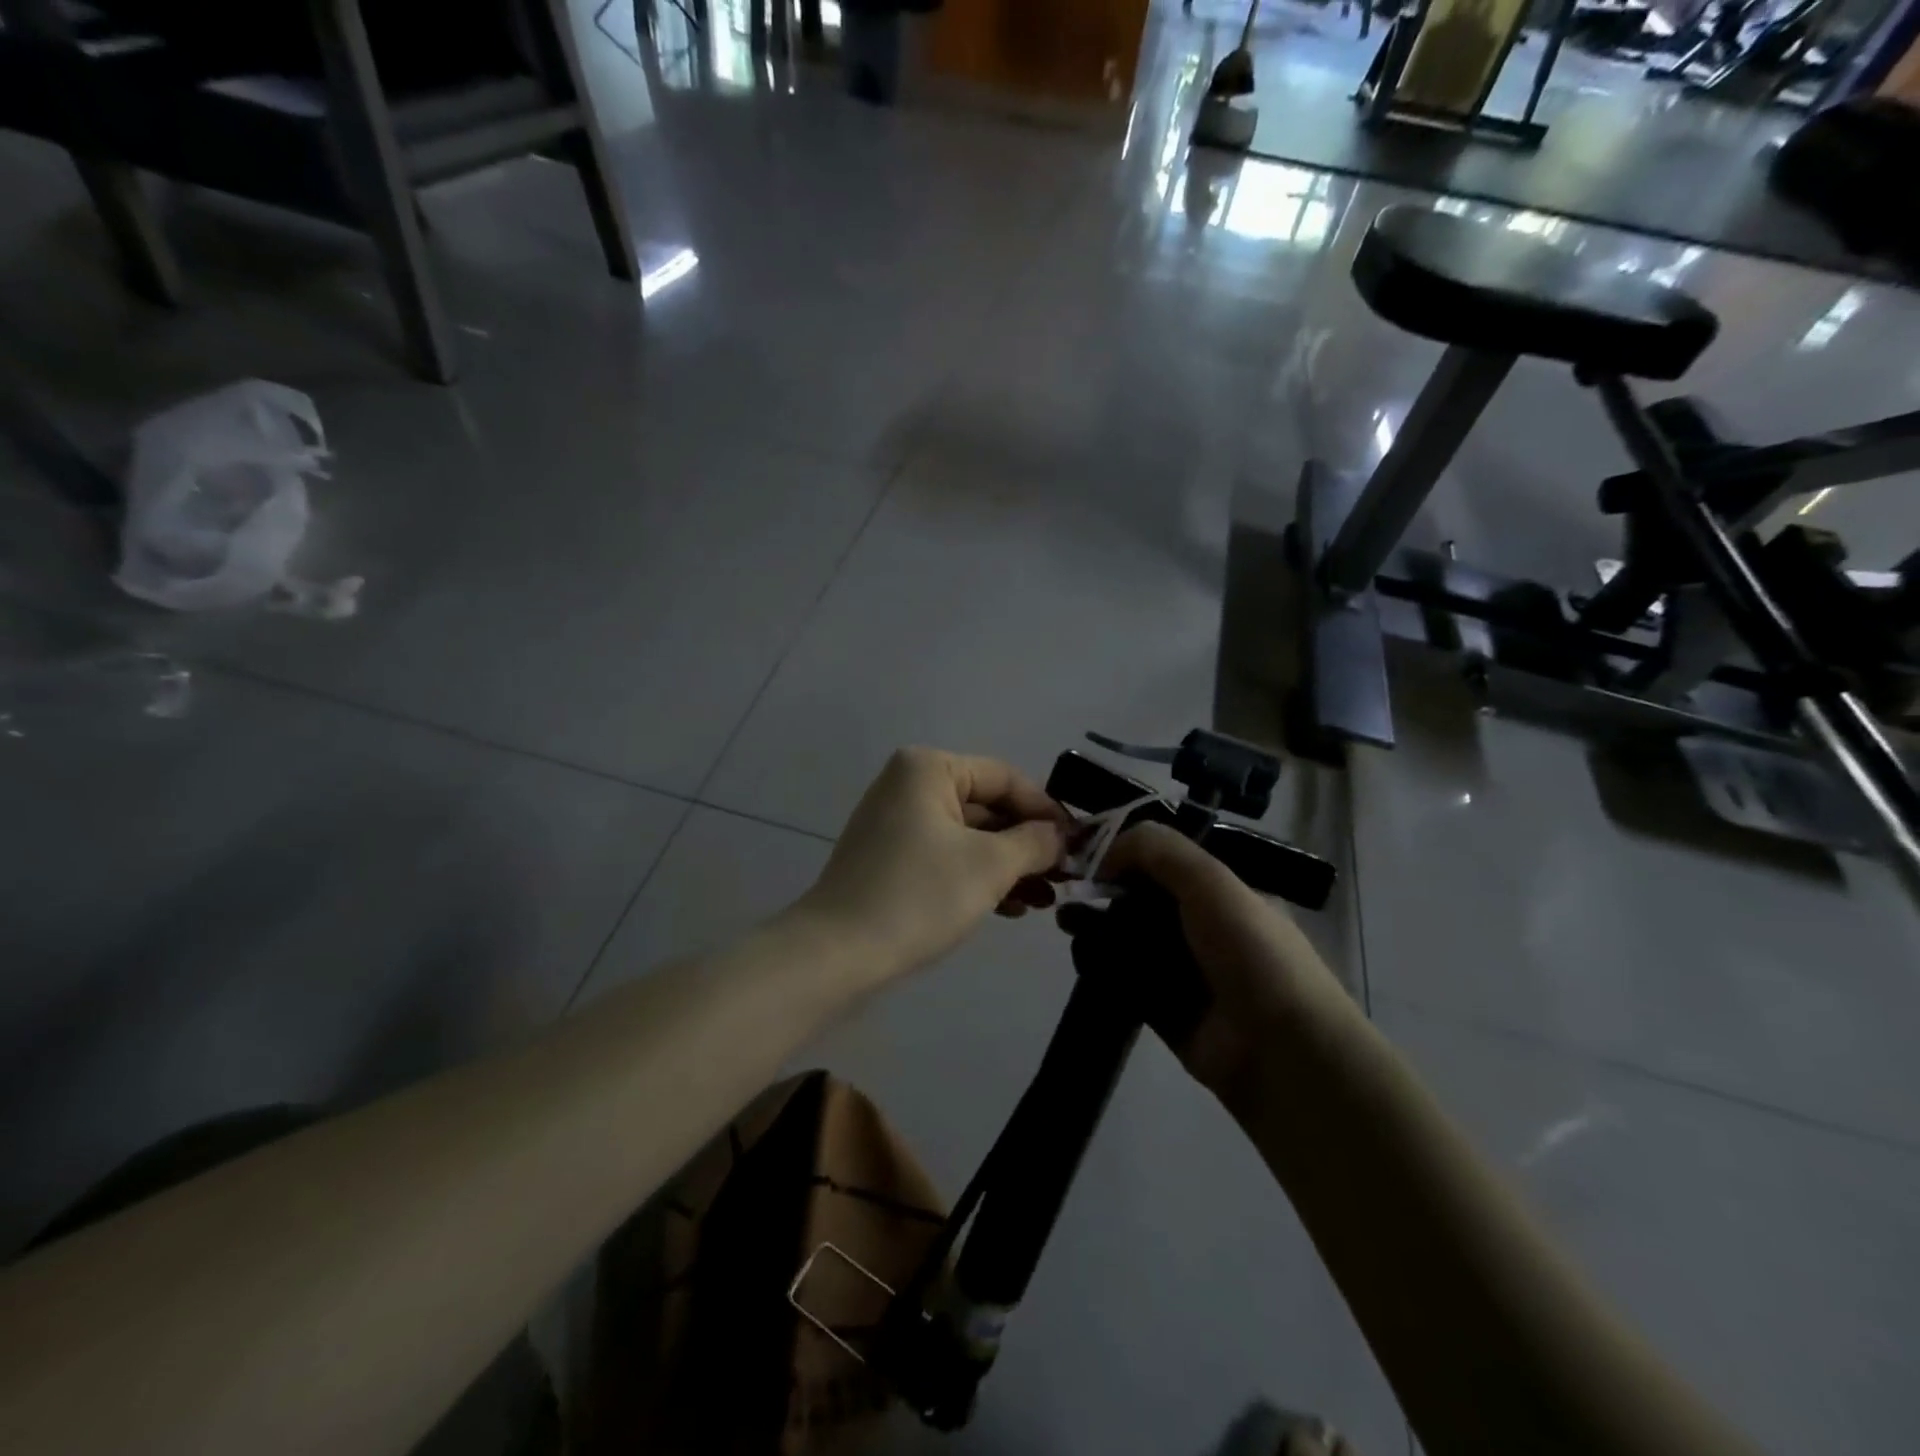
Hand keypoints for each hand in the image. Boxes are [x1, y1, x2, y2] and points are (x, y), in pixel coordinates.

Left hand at [797, 748, 1071, 982]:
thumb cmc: (919, 896)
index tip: (1080, 844)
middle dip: (1028, 844)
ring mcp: (897, 823)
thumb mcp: (989, 865)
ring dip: (1009, 866)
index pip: (1005, 778)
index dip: (1046, 810)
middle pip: (987, 807)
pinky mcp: (891, 859)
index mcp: (929, 769)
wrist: (838, 955)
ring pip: (969, 836)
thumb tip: (1059, 835)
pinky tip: (1013, 908)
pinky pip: (947, 857)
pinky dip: (979, 877)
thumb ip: (1034, 842)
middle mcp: (909, 785)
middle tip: (1066, 877)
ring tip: (1046, 900)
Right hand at [1092, 822, 1353, 1101]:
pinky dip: (1102, 966)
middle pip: (1144, 900)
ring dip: (1097, 927)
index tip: (1090, 853)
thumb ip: (1158, 850)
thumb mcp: (1211, 881)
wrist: (1280, 1049)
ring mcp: (1184, 972)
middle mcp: (1204, 928)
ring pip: (1130, 939)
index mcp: (1224, 893)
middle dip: (1106, 890)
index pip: (1167, 862)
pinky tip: (1080, 953)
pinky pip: (1125, 980)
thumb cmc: (1250, 952)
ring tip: (1064, 921)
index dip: (1128, 853)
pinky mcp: (1164, 1010)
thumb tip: (1104, 850)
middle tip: (1071, 888)